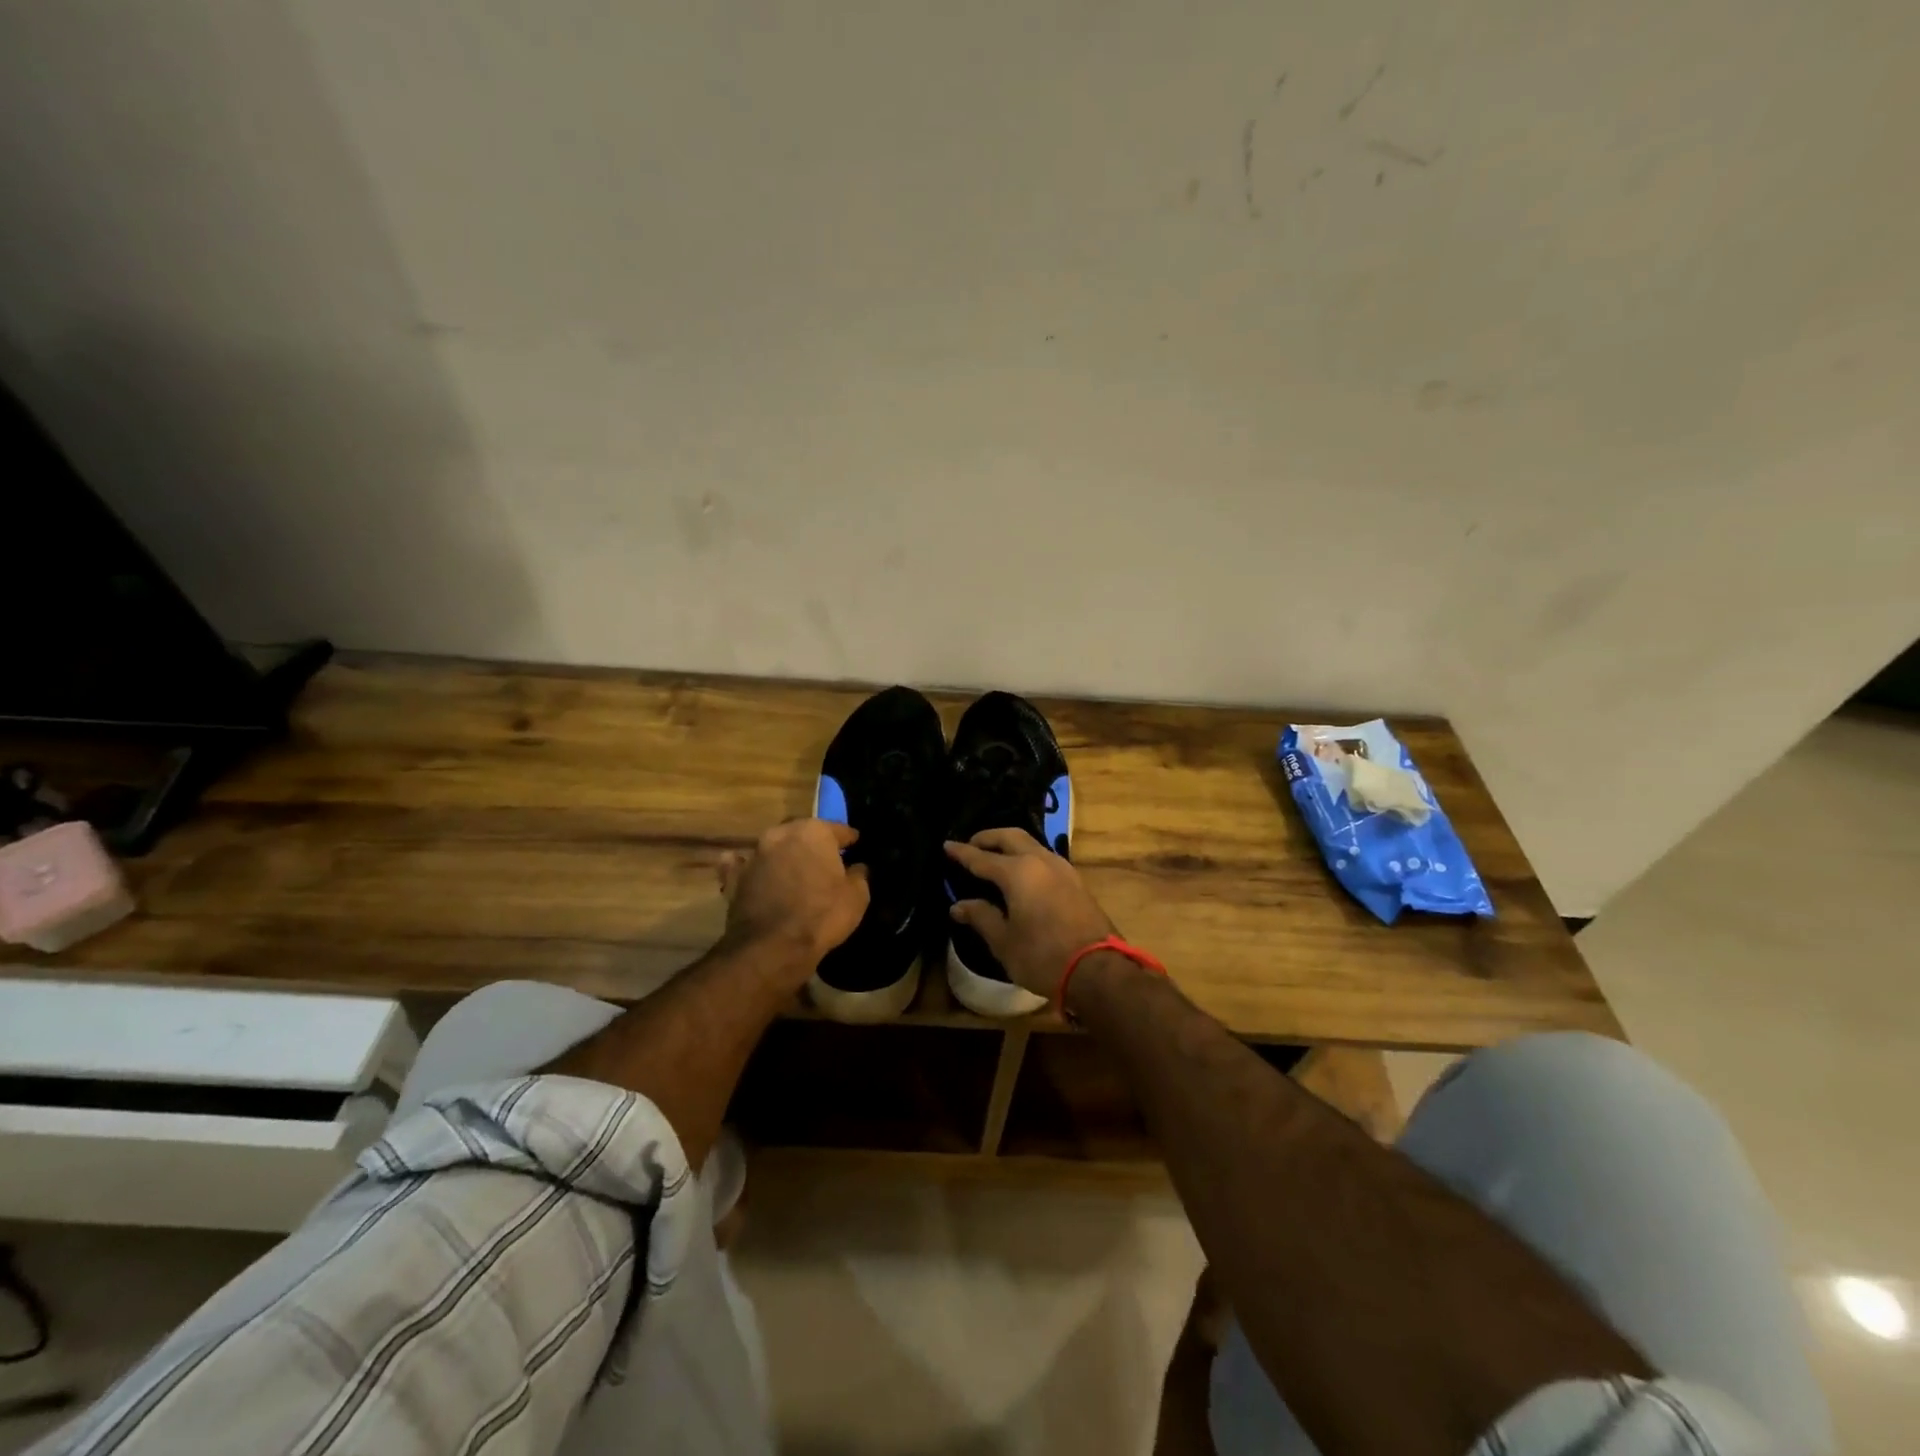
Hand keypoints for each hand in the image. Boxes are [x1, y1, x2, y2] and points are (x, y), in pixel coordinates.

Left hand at [717, 819, 868, 971]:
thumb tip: (857, 867)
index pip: (837, 829)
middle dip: (813, 843)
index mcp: (814, 832)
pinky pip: (742, 866)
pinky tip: (751, 870)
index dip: (848, 838)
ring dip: (784, 855)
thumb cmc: (823, 916)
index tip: (855, 844)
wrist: (773, 947)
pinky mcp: (735, 878)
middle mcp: (781, 834)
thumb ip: (858, 875)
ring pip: (774, 847)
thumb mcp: (857, 897)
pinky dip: (748, 867)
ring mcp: (755, 855)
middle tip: (824, 858)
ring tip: (794, 869)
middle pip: (802, 833)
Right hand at [945, 829, 1116, 998]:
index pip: (982, 858)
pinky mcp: (1076, 881)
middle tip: (972, 845)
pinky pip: (1045, 858)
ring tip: (996, 856)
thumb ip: (981, 917)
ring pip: (1032, 844)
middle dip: (989, 837)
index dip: (962, 853)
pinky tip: (1023, 872)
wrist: (1097, 969)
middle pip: (1011, 837)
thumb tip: (958, 905)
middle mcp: (1041, 861)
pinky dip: (1028, 857)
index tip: (947, 845)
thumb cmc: (1043, 956)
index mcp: (1018, 873)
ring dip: (1011, 845)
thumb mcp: (1004, 942)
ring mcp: (1063, 869)